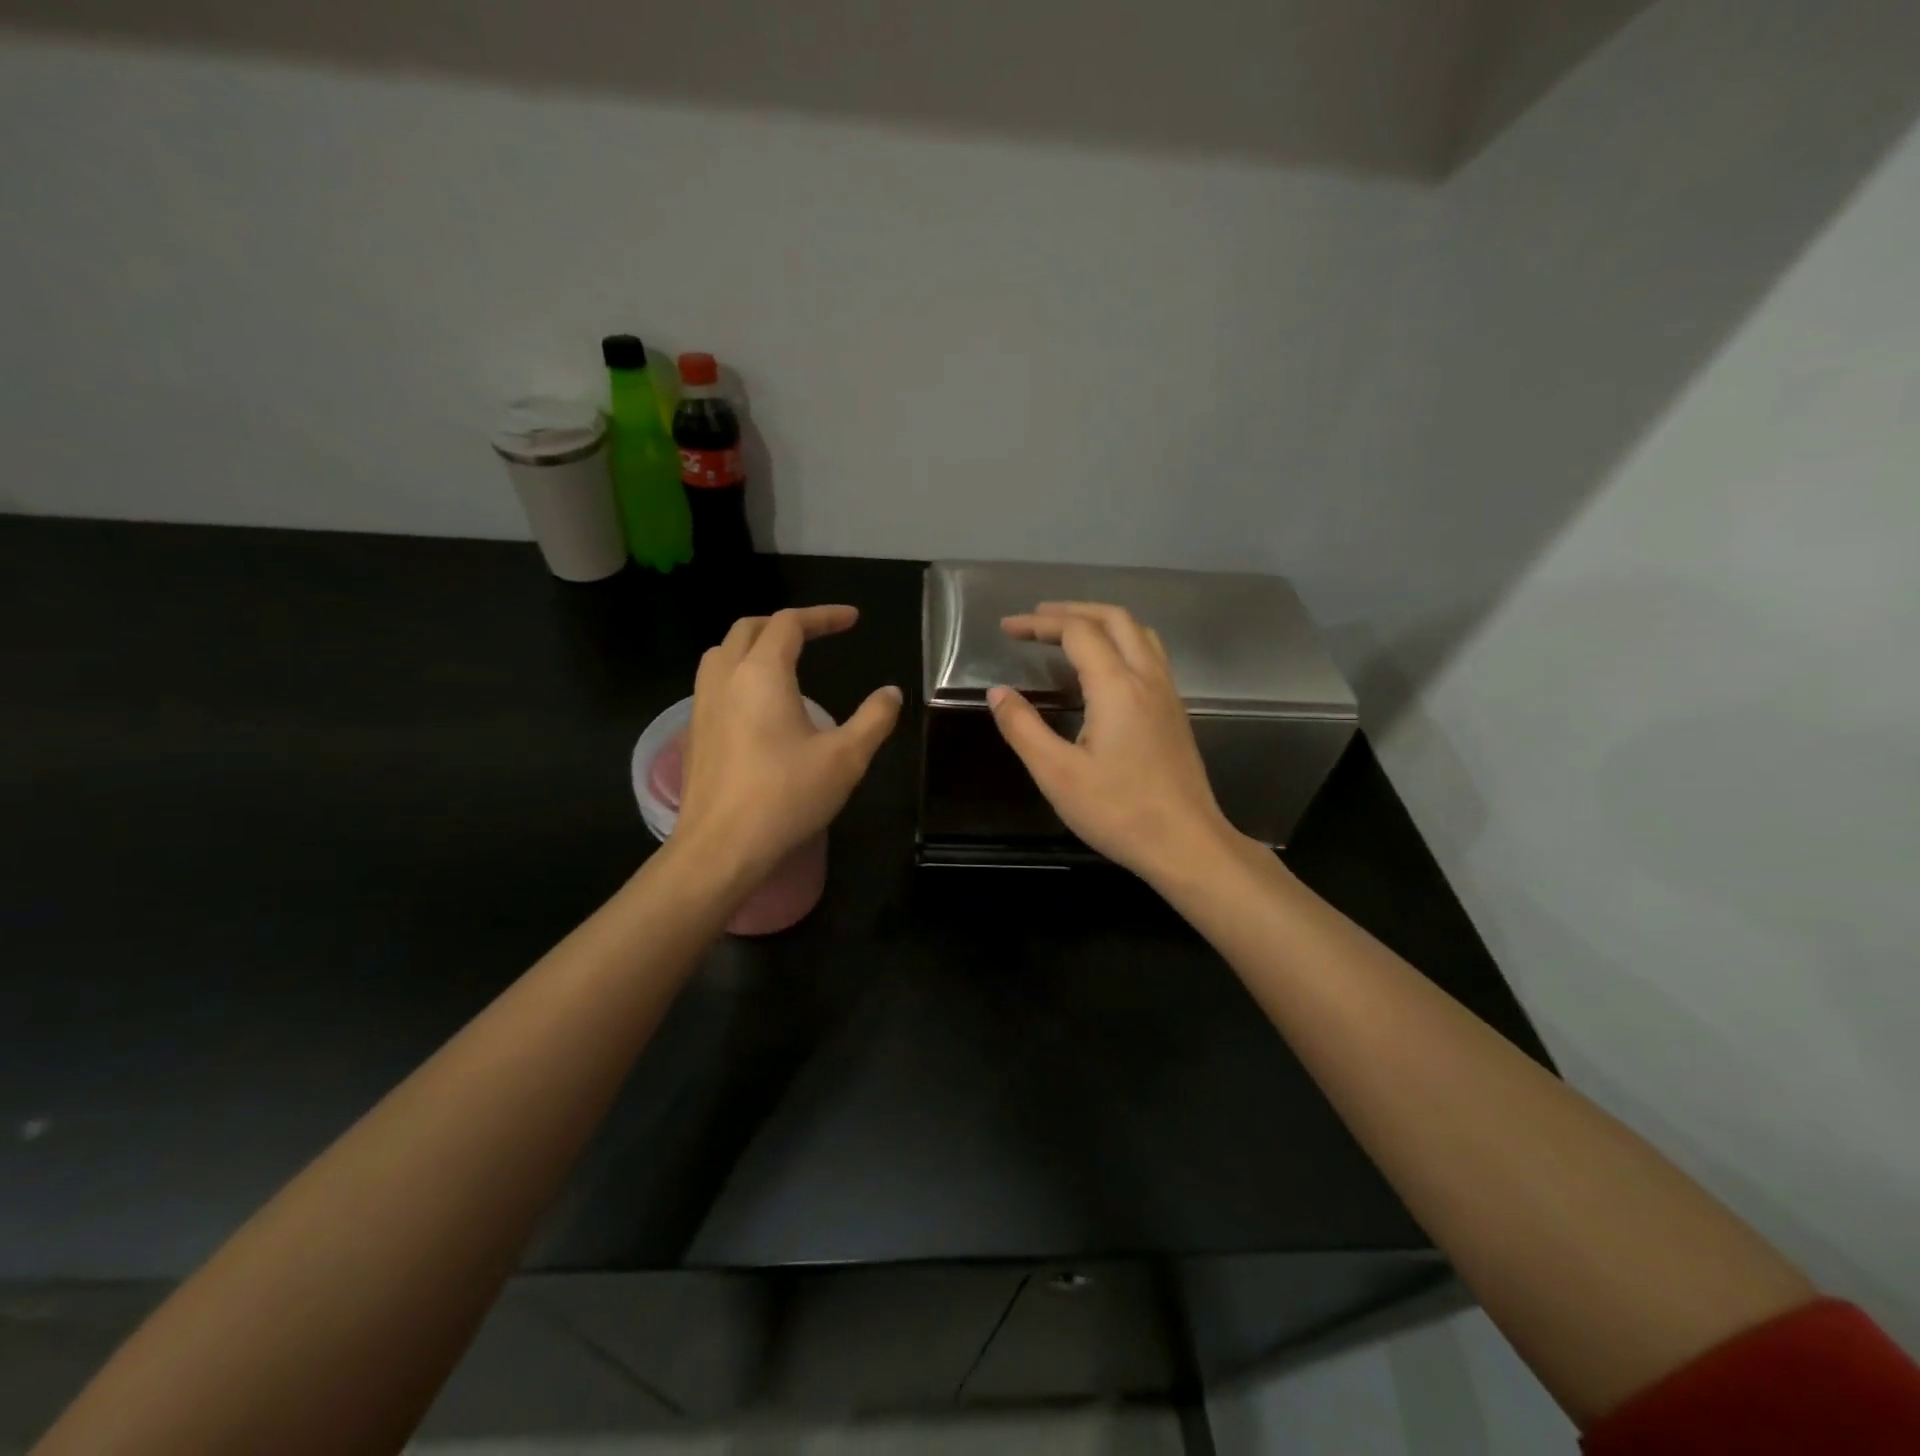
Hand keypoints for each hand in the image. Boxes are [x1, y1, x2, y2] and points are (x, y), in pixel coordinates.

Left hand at [674, 606, 901, 884]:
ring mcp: (702, 705)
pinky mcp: (694, 732)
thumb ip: (874, 719)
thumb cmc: (786, 797)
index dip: (823, 616)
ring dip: (754, 644)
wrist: (721, 847)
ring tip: (784, 662)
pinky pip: (714, 683)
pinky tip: (758, 706)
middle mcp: (726, 678)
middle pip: (749, 628)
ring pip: (723, 652)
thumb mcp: (846, 758)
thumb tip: (891, 692)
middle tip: (817, 635)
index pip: (790, 623)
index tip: (852, 620)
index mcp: (762, 673)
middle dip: (785, 624)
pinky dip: (738, 673)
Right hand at [989, 602, 1237, 882]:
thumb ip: (1023, 728)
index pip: (1077, 631)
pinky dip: (1121, 641)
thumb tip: (997, 692)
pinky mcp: (1175, 712)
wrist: (1186, 844)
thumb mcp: (1057, 774)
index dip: (1039, 623)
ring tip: (1068, 633)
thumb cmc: (1118, 811)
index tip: (1007, 628)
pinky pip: (1150, 655)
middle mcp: (1147, 678)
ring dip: (1102, 621)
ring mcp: (1167, 694)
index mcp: (1116, 687)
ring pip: (1139, 633)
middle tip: (1036, 620)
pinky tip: (1104, 668)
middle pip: (1114, 618)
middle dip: (1071, 611)